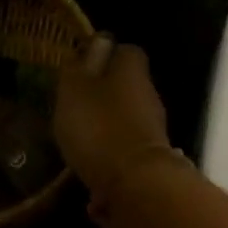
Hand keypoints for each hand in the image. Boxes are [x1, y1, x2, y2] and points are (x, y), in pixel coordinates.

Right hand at [54, 38, 182, 215]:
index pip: (125, 51)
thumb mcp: (75, 89)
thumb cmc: (99, 126)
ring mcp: (154, 129)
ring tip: (78, 141)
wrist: (136, 185)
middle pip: (127, 86)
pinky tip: (89, 174)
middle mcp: (148, 95)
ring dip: (106, 127)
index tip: (82, 67)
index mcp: (132, 71)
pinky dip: (110, 158)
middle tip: (74, 106)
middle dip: (103, 95)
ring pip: (126, 119)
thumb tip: (98, 42)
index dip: (104, 56)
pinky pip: (126, 151)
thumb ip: (81, 65)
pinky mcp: (151, 160)